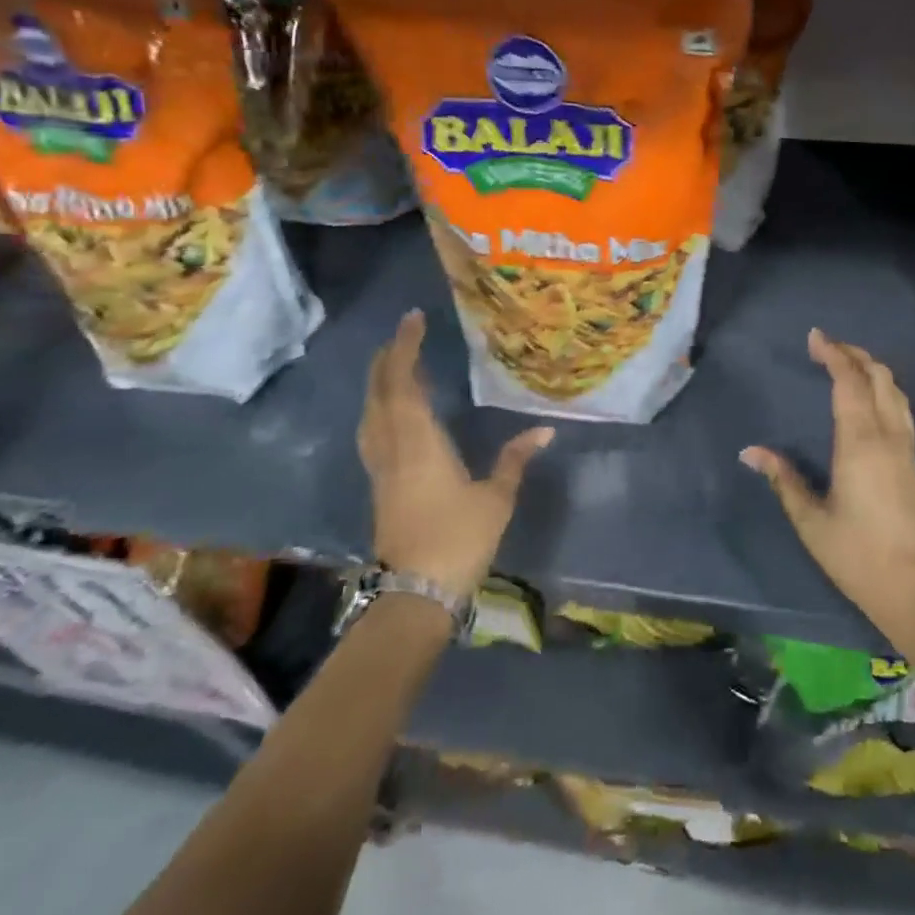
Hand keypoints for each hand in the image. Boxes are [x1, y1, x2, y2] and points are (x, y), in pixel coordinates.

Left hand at [359, 309, 552, 591]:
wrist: (415, 594)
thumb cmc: (458, 540)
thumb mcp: (495, 498)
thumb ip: (515, 460)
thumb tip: (545, 430)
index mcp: (419, 442)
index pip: (404, 383)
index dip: (405, 348)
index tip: (413, 319)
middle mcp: (393, 448)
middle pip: (380, 394)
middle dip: (387, 359)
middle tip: (403, 334)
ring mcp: (381, 468)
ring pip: (370, 414)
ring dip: (378, 383)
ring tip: (393, 364)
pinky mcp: (380, 486)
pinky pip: (373, 433)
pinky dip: (379, 409)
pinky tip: (390, 412)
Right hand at [741, 329, 914, 669]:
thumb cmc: (861, 558)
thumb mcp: (813, 523)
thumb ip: (784, 481)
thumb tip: (750, 452)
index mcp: (861, 442)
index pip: (849, 382)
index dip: (834, 354)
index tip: (815, 336)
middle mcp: (888, 436)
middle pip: (878, 377)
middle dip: (854, 354)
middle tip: (827, 346)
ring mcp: (907, 449)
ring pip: (895, 391)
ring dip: (872, 369)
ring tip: (848, 363)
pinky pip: (901, 408)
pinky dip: (884, 389)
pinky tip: (873, 399)